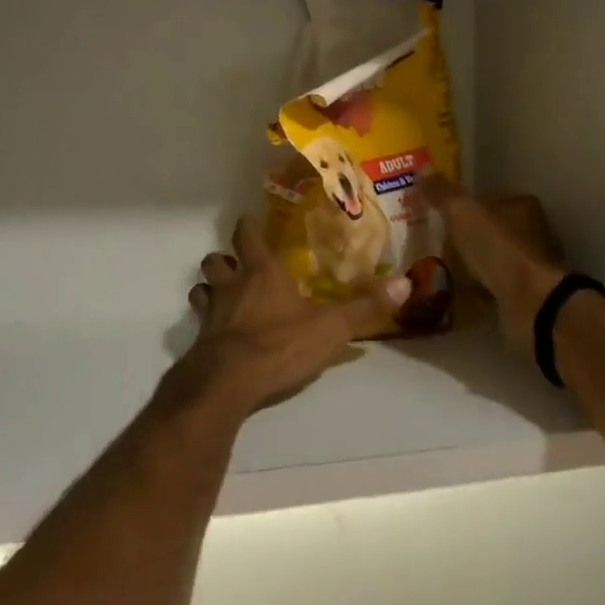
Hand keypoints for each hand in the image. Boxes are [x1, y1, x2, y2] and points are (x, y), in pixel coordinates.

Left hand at [174, 218, 408, 416]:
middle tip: (237, 267)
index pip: (247, 236)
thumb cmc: (280, 344)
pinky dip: (206, 325)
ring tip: (223, 299)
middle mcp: (231, 286)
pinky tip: (219, 336)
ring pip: (200, 289)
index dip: (247, 227)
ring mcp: (210, 313)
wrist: (229, 381)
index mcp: (262, 273)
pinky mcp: (199, 341)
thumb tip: (406, 282)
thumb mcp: (331, 327)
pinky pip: (198, 324)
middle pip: (215, 261)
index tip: (249, 222)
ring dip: (209, 290)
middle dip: (223, 260)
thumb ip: (365, 307)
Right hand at [417, 174, 567, 354]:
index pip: (487, 199)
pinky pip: (492, 287)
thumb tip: (422, 169)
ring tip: (436, 270)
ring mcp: (529, 266)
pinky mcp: (525, 295)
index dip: (462, 206)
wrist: (531, 303)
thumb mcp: (463, 214)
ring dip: (470, 265)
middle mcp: (531, 232)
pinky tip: (454, 295)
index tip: (437, 216)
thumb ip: (442, 193)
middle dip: (465, 237)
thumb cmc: (498, 250)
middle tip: (432, 244)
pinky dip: (476, 290)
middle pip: (490, 230)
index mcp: (521, 207)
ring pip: (491, 259)